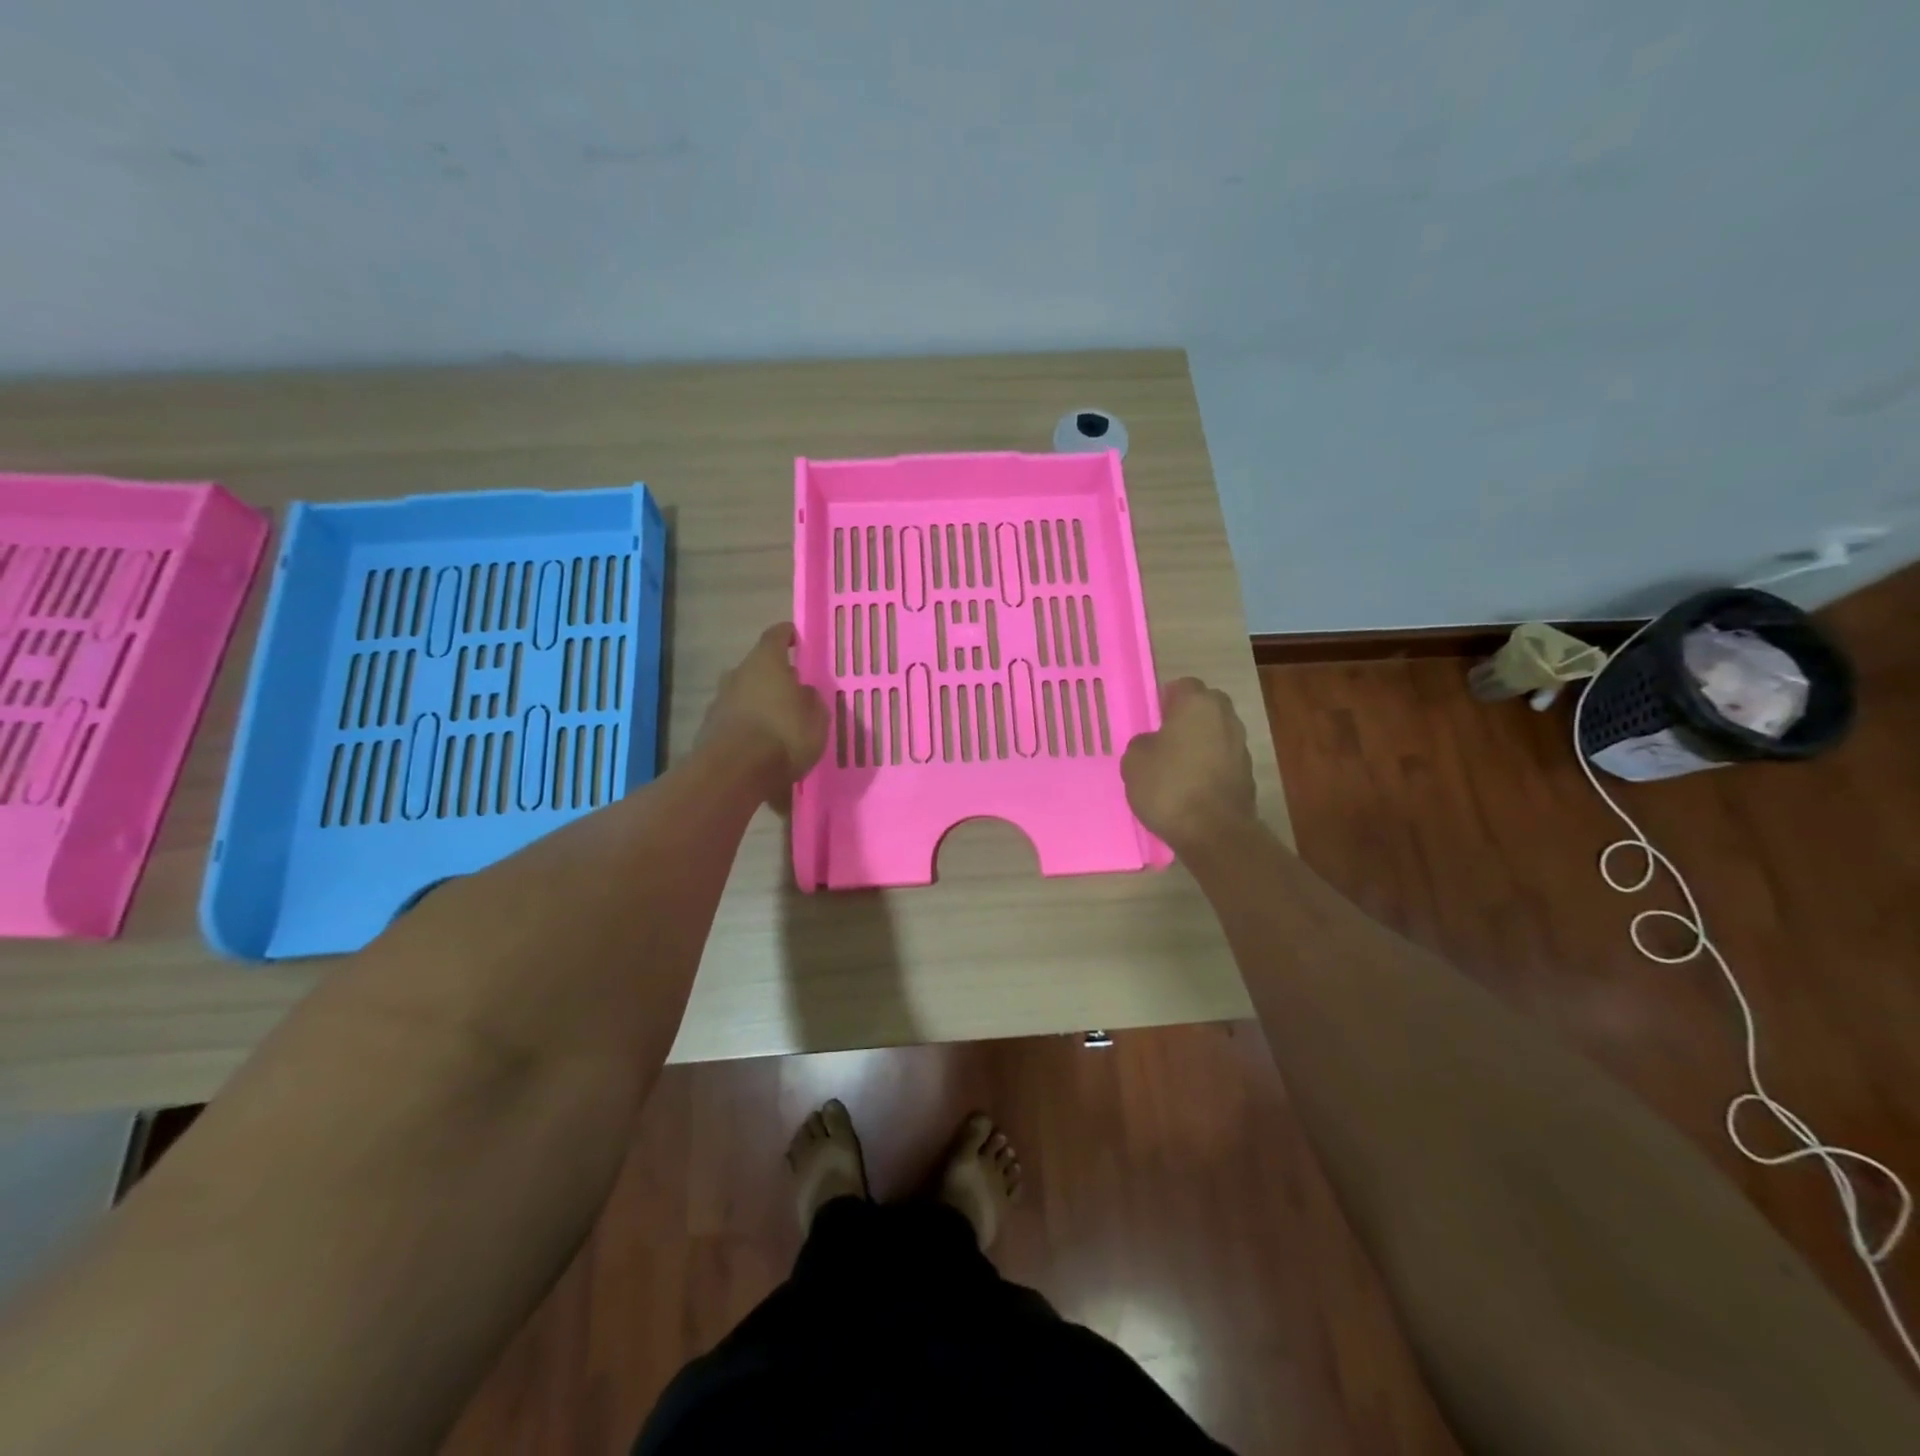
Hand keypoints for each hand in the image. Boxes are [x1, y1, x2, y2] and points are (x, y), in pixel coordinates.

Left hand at [699, 624, 828, 806]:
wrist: (733, 773)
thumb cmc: (783, 736)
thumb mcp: (816, 720)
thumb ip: (812, 701)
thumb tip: (804, 692)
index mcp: (766, 663)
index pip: (776, 636)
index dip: (787, 635)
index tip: (796, 638)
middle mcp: (738, 674)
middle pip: (757, 667)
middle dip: (774, 677)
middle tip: (792, 692)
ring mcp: (719, 701)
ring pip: (744, 694)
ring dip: (759, 703)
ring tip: (777, 724)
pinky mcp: (708, 728)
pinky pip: (735, 720)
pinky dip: (747, 727)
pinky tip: (761, 746)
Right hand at [1121, 678, 1257, 852]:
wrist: (1213, 832)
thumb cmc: (1168, 786)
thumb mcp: (1134, 761)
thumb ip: (1143, 744)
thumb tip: (1155, 745)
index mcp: (1198, 704)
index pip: (1183, 686)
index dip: (1166, 700)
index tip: (1153, 719)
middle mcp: (1225, 717)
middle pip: (1205, 707)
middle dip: (1188, 719)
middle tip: (1165, 740)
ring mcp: (1241, 746)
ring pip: (1216, 734)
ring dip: (1201, 744)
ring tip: (1177, 768)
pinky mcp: (1248, 774)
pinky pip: (1223, 761)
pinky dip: (1210, 768)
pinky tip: (1192, 789)